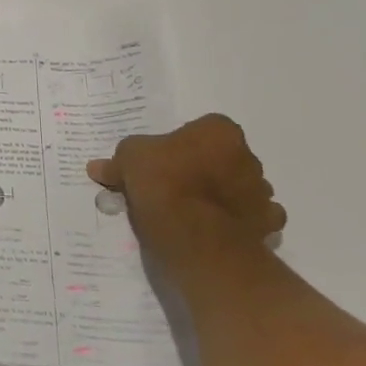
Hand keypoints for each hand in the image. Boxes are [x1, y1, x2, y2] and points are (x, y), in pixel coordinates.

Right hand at [87, 114, 285, 279]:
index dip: (183, 144)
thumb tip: (97, 167)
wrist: (196, 236)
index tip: (164, 160)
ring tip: (193, 210)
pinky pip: (253, 217)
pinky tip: (216, 227)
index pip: (203, 129)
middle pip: (224, 158)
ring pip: (241, 187)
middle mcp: (248, 157)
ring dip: (224, 194)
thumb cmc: (163, 182)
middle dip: (206, 168)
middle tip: (175, 184)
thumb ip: (118, 162)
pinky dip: (240, 221)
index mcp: (219, 131)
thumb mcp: (128, 160)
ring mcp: (261, 192)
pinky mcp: (268, 225)